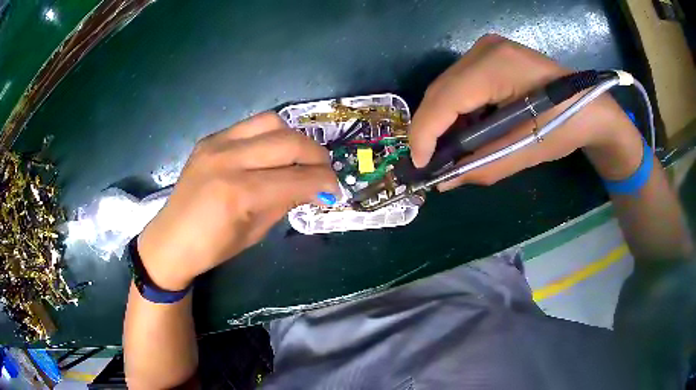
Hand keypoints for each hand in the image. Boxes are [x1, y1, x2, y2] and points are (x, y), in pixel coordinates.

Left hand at [137, 113, 338, 289]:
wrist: (171, 240)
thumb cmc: (212, 248)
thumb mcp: (256, 232)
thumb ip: (285, 202)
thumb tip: (312, 187)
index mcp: (238, 194)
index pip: (297, 178)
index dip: (324, 183)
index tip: (334, 191)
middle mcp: (228, 160)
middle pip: (289, 142)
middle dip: (317, 156)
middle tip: (324, 172)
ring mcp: (216, 143)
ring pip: (273, 122)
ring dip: (295, 139)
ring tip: (299, 158)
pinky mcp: (210, 138)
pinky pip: (251, 126)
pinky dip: (270, 136)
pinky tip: (271, 154)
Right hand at [410, 34, 643, 190]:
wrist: (591, 104)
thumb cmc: (567, 124)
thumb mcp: (528, 150)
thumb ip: (484, 165)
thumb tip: (444, 180)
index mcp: (497, 66)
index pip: (445, 99)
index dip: (425, 134)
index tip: (419, 165)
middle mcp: (484, 49)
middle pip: (440, 91)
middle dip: (432, 129)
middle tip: (434, 162)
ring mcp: (485, 48)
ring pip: (447, 88)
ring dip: (445, 121)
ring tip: (452, 149)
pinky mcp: (488, 54)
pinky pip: (460, 84)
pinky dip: (459, 110)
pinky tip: (469, 129)